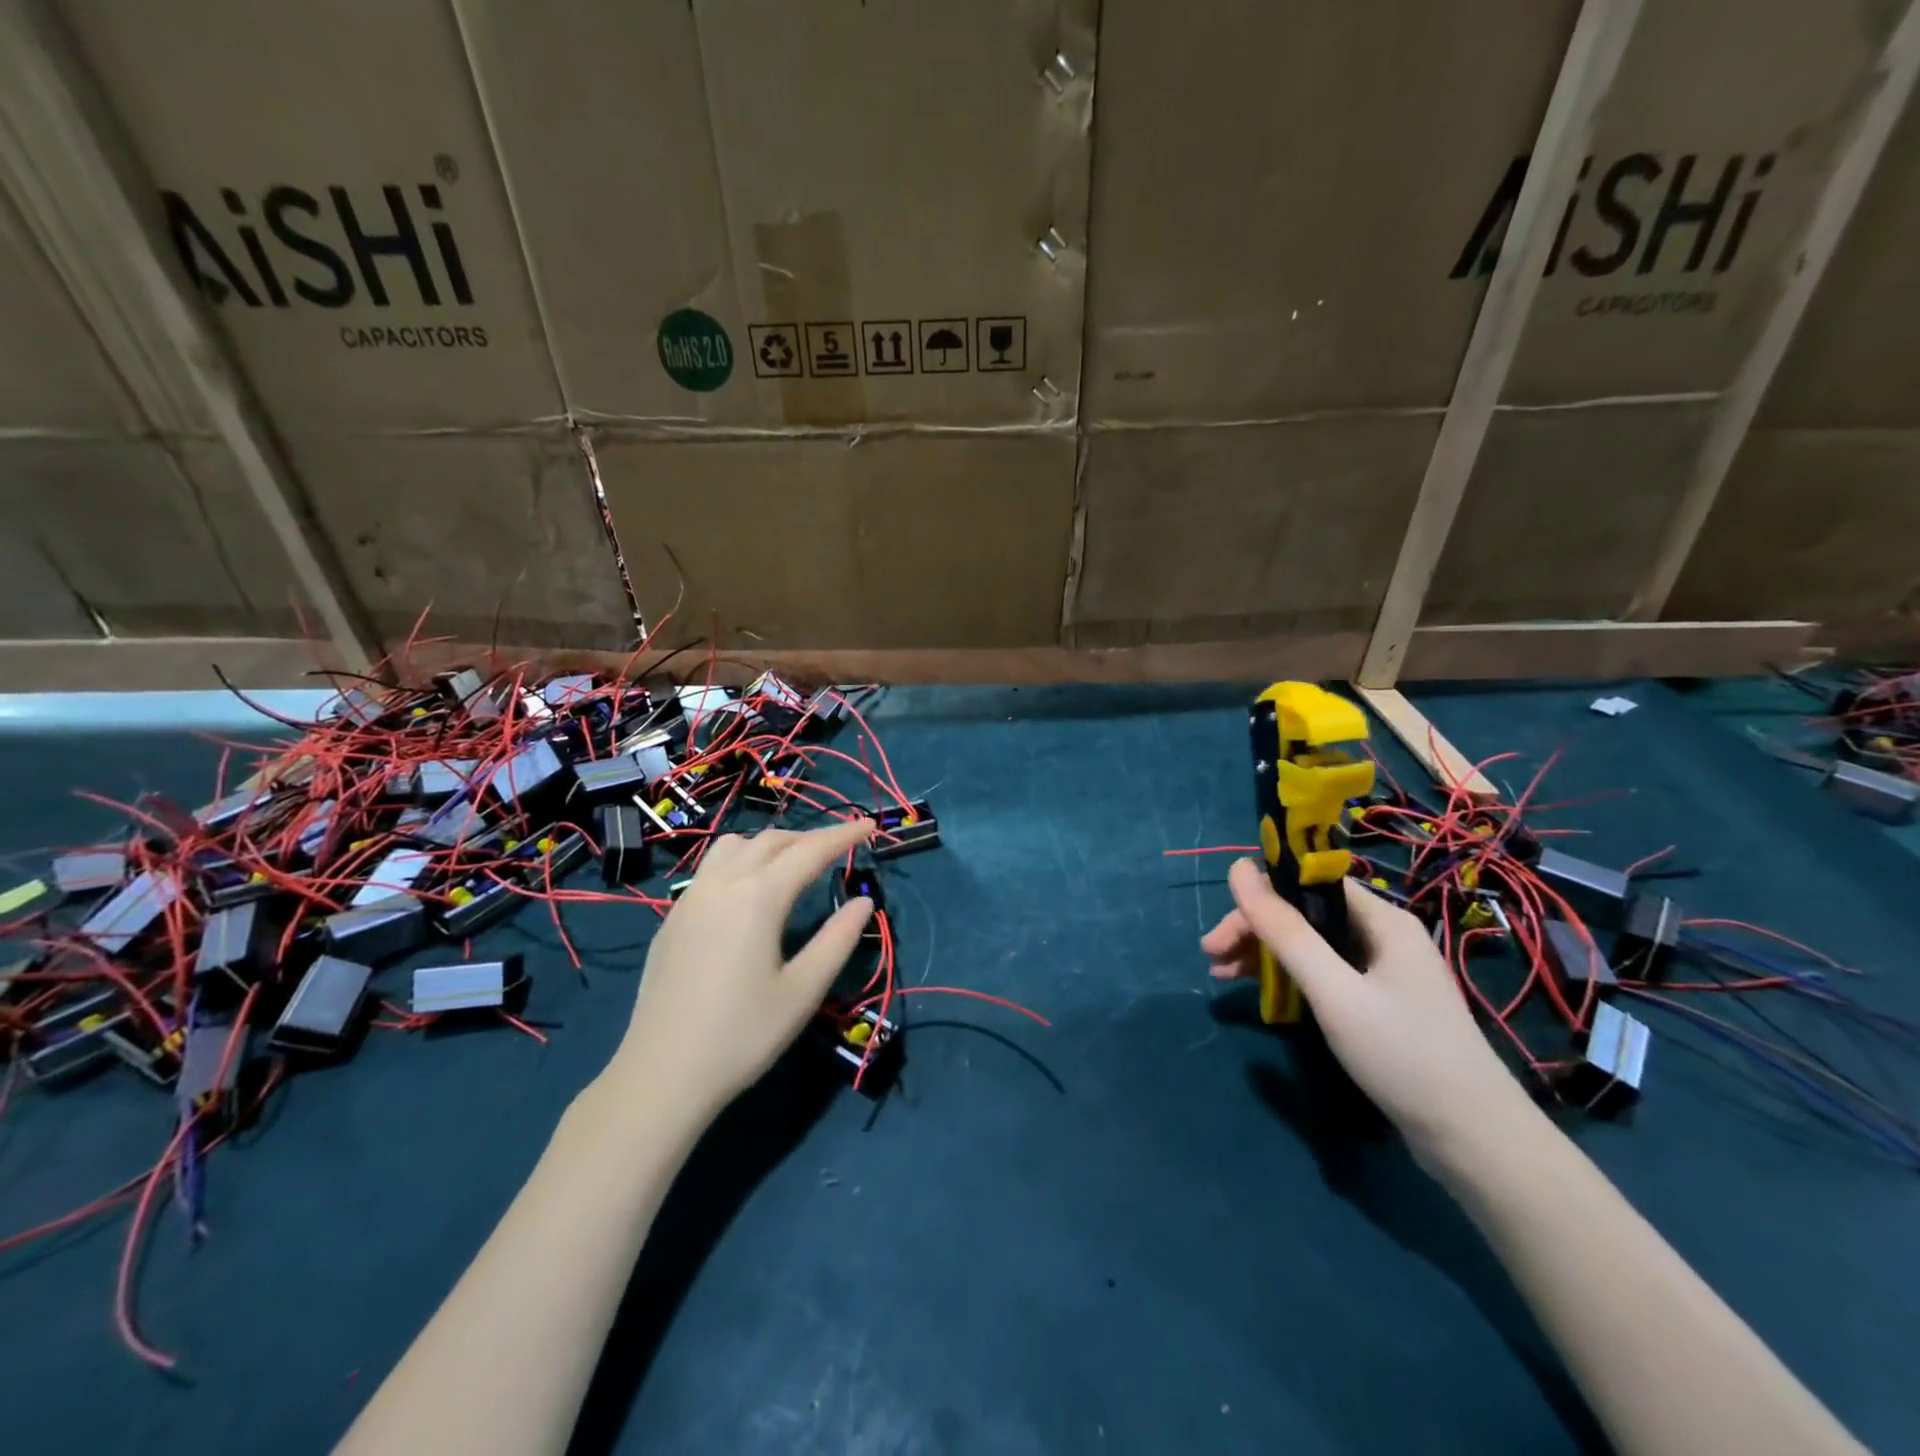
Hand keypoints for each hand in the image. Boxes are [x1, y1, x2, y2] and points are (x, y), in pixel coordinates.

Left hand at [609, 819, 875, 1119]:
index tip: (870, 824)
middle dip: (810, 838)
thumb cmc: (742, 1034)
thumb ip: (838, 939)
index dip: (843, 835)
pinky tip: (749, 891)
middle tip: (840, 848)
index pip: (810, 851)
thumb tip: (863, 901)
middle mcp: (722, 883)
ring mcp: (691, 898)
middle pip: (772, 840)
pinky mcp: (673, 918)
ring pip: (735, 846)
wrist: (661, 1074)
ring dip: (771, 843)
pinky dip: (742, 860)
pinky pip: (712, 867)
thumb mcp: (804, 990)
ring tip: (794, 863)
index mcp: (759, 896)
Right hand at [1202, 860, 1535, 1167]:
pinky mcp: (1380, 1003)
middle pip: (1304, 914)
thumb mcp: (1333, 990)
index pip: (1307, 884)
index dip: (1259, 897)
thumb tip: (1238, 869)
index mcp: (1382, 919)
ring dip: (1265, 954)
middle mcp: (1383, 935)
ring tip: (1222, 976)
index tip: (1220, 931)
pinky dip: (1289, 978)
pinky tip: (1263, 994)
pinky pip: (1324, 973)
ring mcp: (1383, 970)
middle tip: (1211, 959)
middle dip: (1254, 931)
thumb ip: (1285, 930)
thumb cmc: (1402, 1055)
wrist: (1475, 1141)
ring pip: (1310, 944)